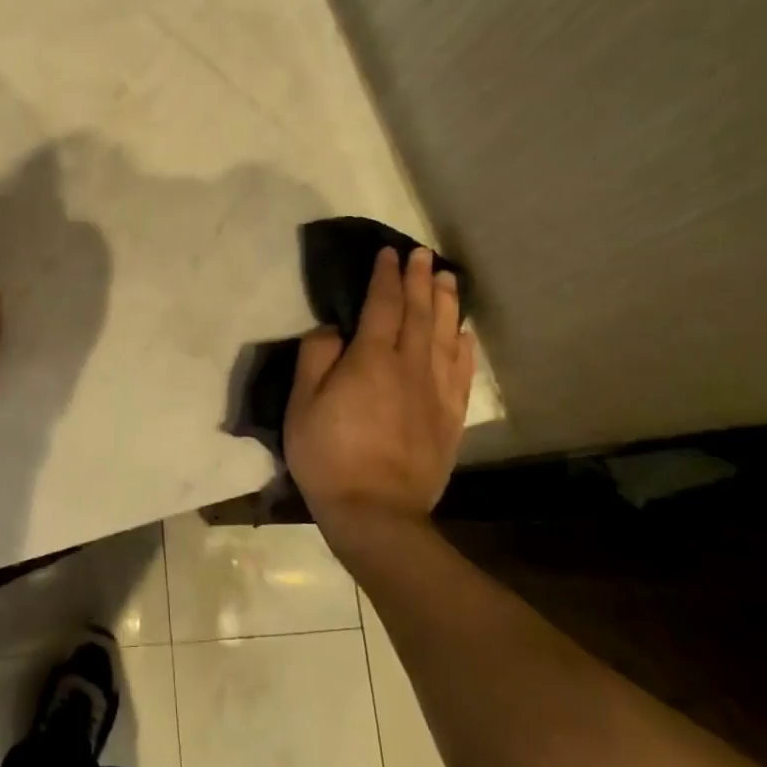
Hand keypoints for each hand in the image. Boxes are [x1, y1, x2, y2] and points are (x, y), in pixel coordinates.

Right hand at [284, 246, 474, 542]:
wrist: (376, 513)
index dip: (386, 277)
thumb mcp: (302, 405)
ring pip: (446, 336)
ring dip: (447, 304)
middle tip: (423, 254)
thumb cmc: (329, 456)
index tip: (389, 253)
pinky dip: (464, 346)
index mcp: (372, 359)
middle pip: (419, 313)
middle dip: (420, 279)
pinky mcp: (450, 418)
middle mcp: (410, 366)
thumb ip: (315, 358)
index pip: (383, 305)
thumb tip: (332, 329)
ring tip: (448, 279)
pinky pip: (461, 372)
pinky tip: (464, 333)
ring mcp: (435, 392)